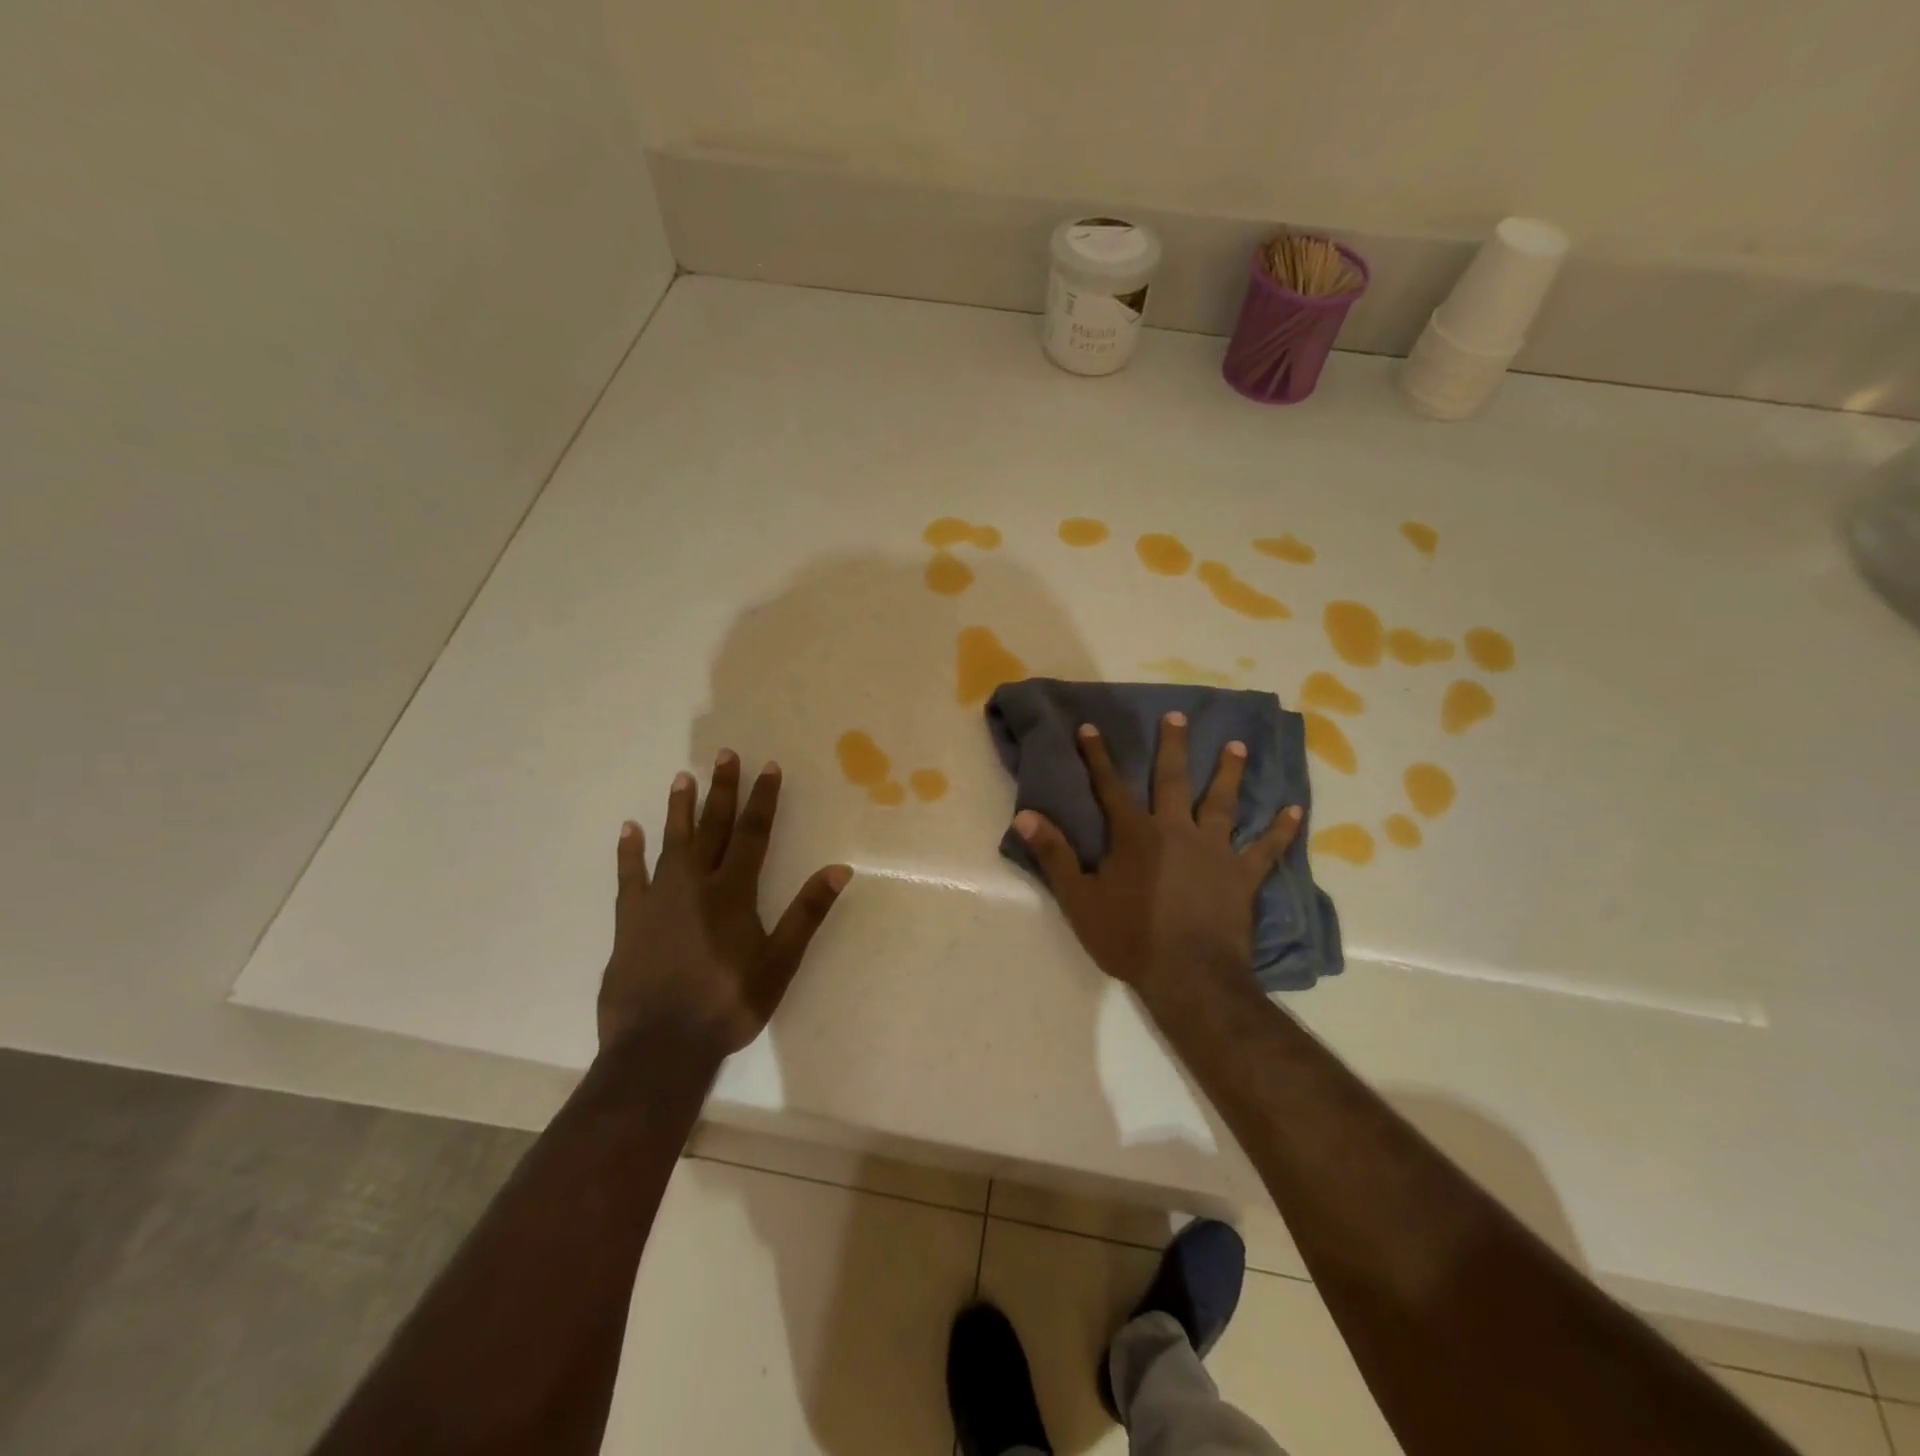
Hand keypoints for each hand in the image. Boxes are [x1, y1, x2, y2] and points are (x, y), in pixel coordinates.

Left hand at [599, 753, 850, 1058]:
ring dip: (679, 809)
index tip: (767, 767)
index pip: (752, 834)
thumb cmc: (728, 1004)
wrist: (659, 1046)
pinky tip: (629, 829)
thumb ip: (807, 913)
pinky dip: (629, 852)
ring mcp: (657, 900)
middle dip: (722, 790)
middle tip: (725, 755)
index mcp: (732, 892)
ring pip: (671, 843)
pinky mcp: (629, 920)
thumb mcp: (780, 962)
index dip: (762, 799)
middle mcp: (694, 885)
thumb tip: (839, 869)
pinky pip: (629, 876)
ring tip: (682, 778)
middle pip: (712, 828)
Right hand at [1013, 712, 1301, 1011]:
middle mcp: (1176, 830)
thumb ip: (1053, 854)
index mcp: (1135, 835)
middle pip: (1172, 780)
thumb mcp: (1078, 899)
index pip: (1110, 786)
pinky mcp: (1242, 876)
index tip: (1091, 728)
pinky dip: (1280, 830)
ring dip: (1229, 773)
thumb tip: (1024, 815)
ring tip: (1238, 746)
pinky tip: (1295, 810)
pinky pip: (1266, 849)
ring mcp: (1214, 850)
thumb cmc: (1128, 937)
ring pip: (1222, 802)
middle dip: (1173, 746)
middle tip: (1178, 716)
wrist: (1188, 976)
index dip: (1097, 756)